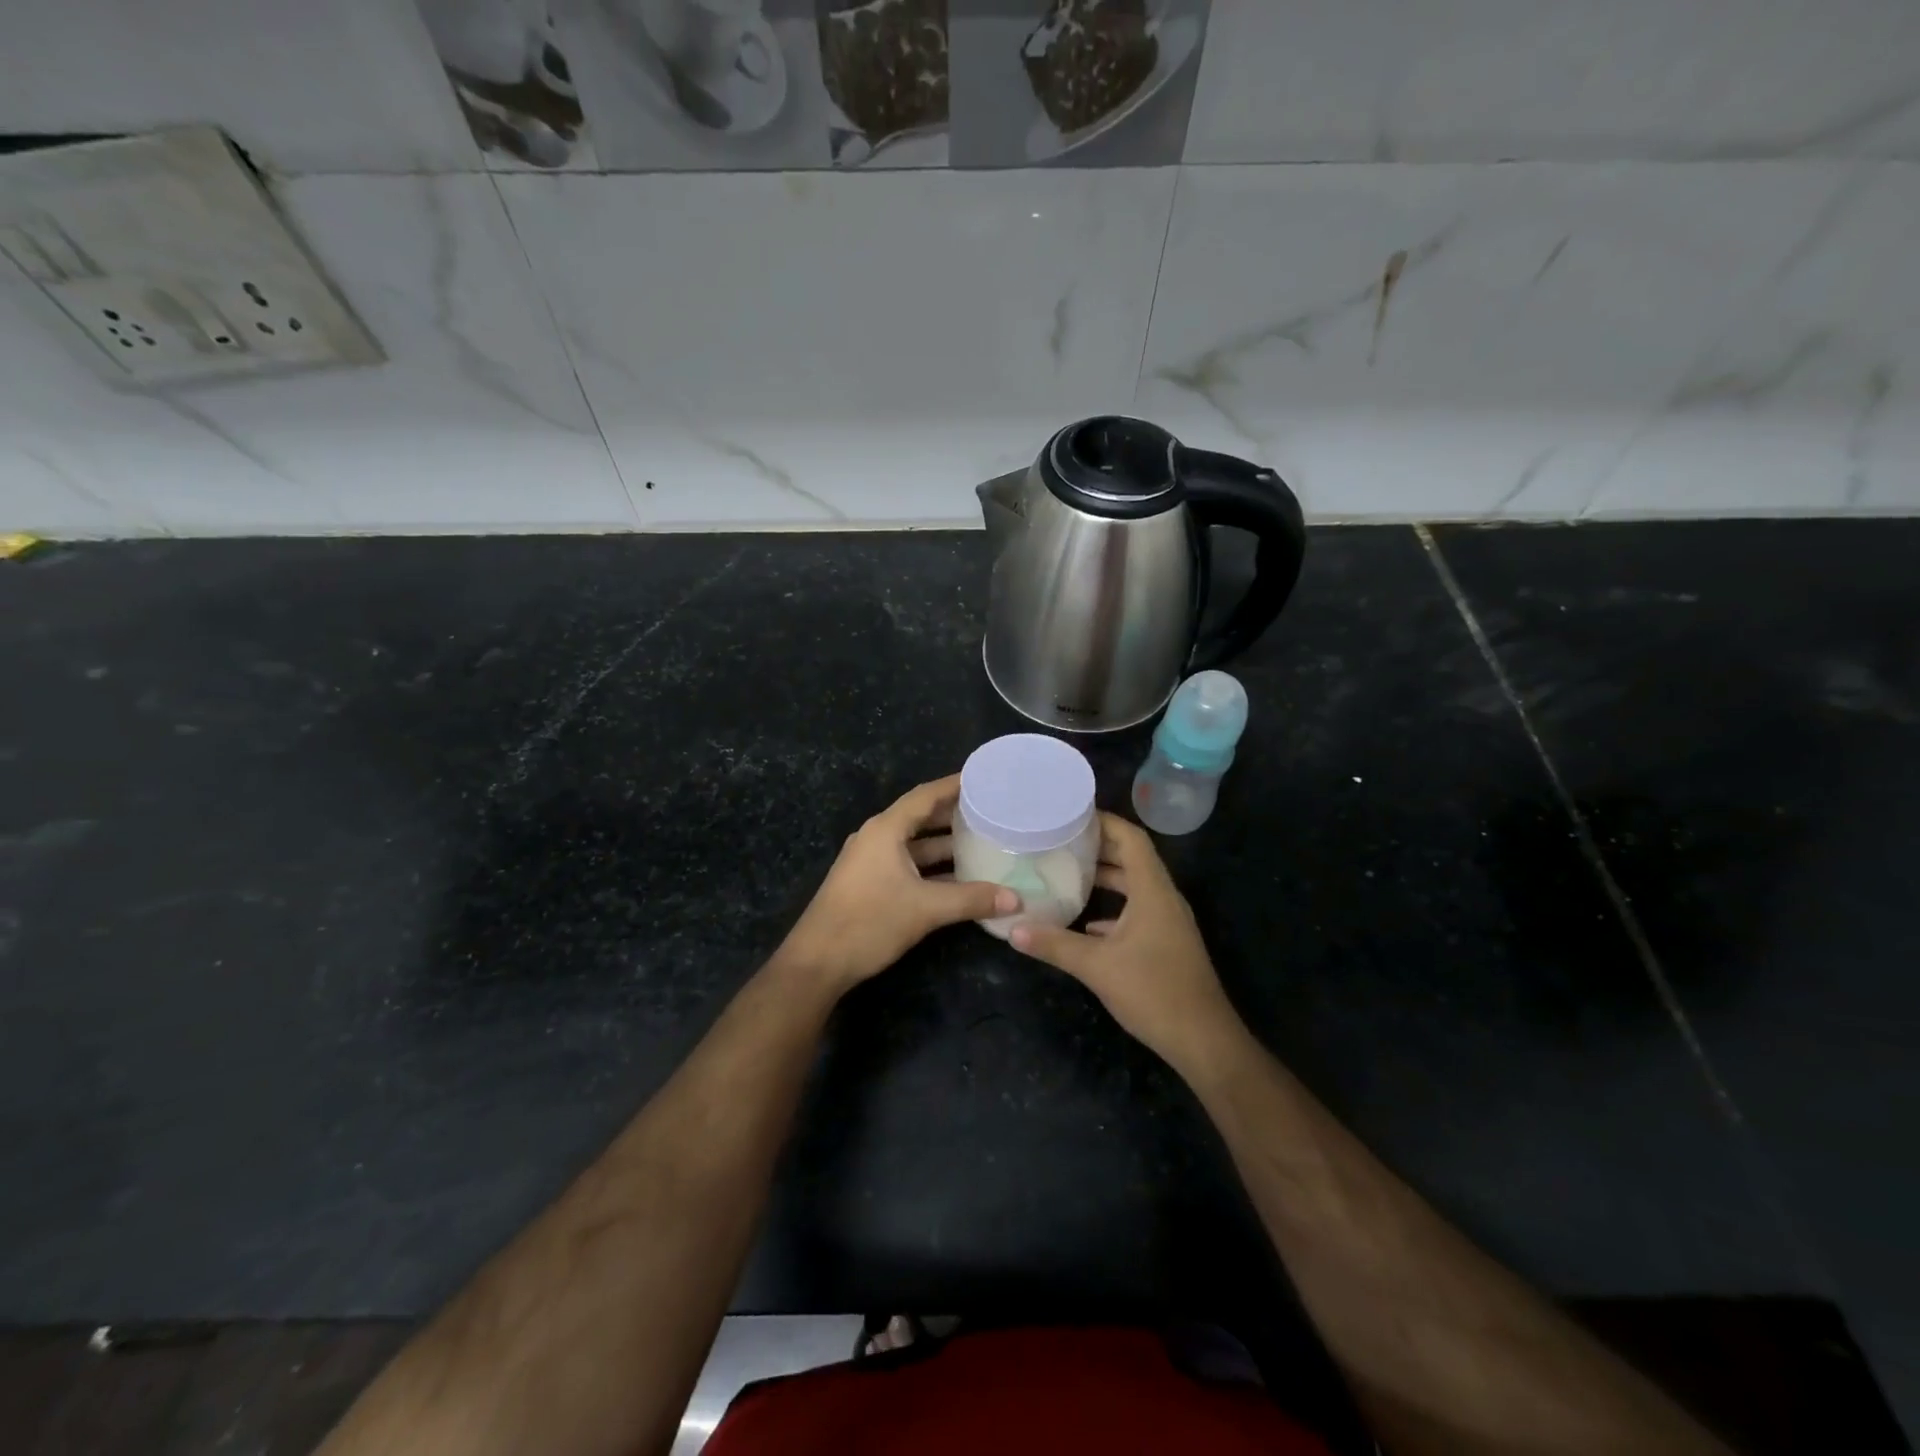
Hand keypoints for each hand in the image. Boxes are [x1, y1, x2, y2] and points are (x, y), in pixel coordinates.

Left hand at [776, 774, 1017, 996]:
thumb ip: (972, 900)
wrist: (817, 962)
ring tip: (983, 841)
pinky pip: (907, 864)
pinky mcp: (869, 883)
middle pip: (921, 817)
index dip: (955, 785)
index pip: (926, 795)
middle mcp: (877, 837)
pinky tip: (959, 878)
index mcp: (885, 830)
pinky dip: (932, 867)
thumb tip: (1017, 900)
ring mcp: (870, 861)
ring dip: (945, 844)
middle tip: (992, 811)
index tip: (985, 778)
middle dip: (954, 814)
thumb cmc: (869, 922)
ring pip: (915, 844)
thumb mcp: (926, 909)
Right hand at [1010, 813, 1239, 1075]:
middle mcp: (1163, 898)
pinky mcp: (1166, 943)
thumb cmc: (1154, 992)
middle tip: (1059, 840)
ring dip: (1105, 877)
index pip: (1131, 838)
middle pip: (1132, 858)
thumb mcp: (1097, 967)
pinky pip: (1137, 911)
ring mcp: (1167, 922)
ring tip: (1066, 872)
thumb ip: (1054, 944)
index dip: (1103, 821)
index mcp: (1153, 891)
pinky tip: (1085, 923)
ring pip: (1134, 886)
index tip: (1069, 815)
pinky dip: (1112, 908)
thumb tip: (1013, 928)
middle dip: (1098, 847)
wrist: (1203, 1041)